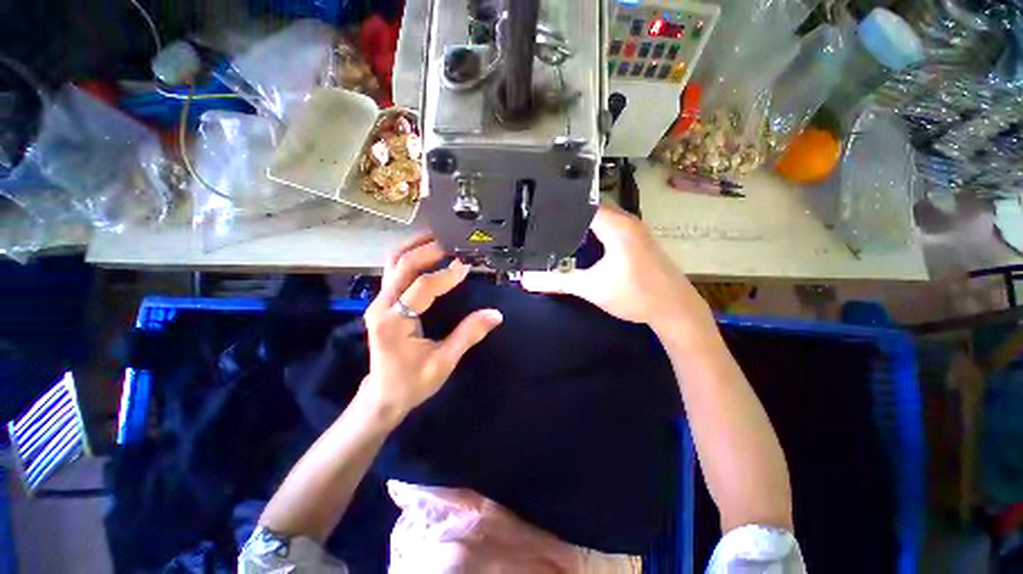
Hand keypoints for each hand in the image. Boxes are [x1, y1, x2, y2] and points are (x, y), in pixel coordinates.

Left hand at [359, 235, 502, 421]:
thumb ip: (468, 335)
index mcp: (394, 322)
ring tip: (440, 238)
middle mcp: (381, 306)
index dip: (446, 275)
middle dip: (429, 250)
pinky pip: (394, 270)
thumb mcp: (444, 362)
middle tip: (454, 243)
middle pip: (402, 265)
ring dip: (416, 247)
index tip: (467, 265)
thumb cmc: (413, 382)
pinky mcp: (384, 302)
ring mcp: (379, 301)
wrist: (384, 394)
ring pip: (393, 263)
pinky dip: (411, 256)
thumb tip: (495, 314)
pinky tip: (427, 252)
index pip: (422, 287)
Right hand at [521, 204, 709, 333]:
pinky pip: (608, 225)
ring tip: (552, 227)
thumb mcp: (592, 288)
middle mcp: (626, 220)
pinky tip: (578, 240)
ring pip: (599, 216)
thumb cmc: (635, 295)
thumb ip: (558, 281)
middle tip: (539, 220)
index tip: (535, 209)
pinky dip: (591, 229)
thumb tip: (527, 280)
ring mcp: (633, 228)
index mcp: (616, 225)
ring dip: (579, 221)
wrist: (674, 309)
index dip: (558, 204)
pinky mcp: (636, 239)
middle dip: (565, 213)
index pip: (581, 202)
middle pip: (588, 207)